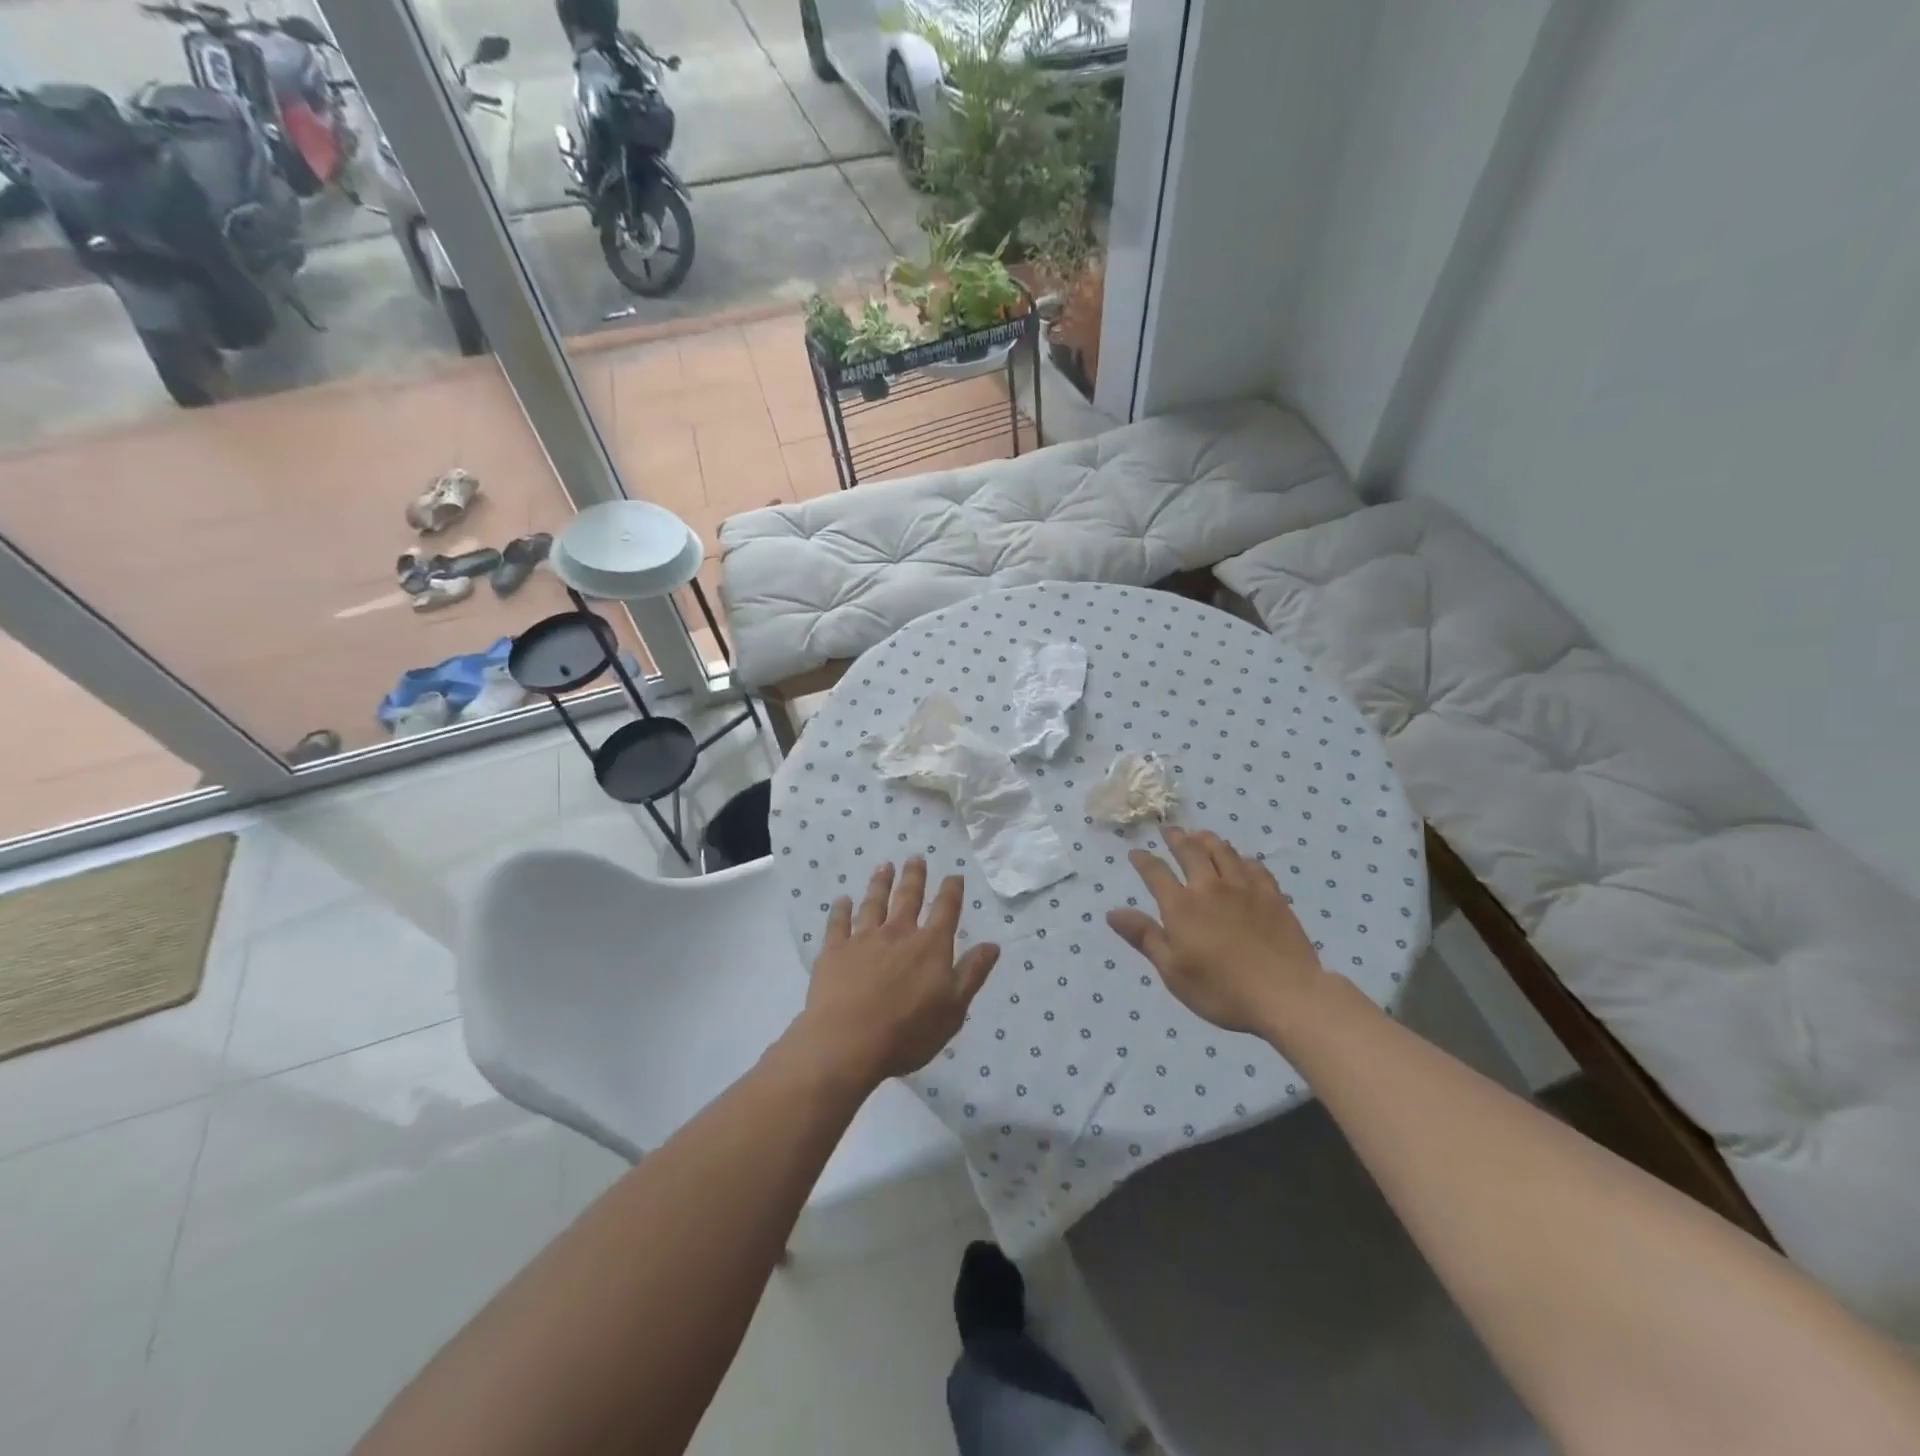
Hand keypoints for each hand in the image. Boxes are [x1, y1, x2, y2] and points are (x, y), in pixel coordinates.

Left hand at [797, 859, 999, 1085]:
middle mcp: (898, 933)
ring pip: (874, 903)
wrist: (848, 1042)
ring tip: (884, 866)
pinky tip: (842, 899)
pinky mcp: (834, 950)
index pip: (946, 910)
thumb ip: (972, 973)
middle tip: (916, 857)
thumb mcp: (954, 1009)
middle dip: (914, 876)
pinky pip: (838, 923)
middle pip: (908, 897)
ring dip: (880, 883)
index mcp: (930, 946)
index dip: (951, 891)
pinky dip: (841, 909)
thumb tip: (993, 944)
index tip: (954, 875)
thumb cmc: (908, 1032)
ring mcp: (863, 939)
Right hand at [1107, 827, 1329, 1035]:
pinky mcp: (1272, 896)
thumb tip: (1112, 912)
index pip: (1156, 873)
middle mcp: (1210, 887)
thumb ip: (1144, 937)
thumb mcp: (1172, 970)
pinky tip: (1241, 861)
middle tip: (1169, 830)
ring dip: (1208, 840)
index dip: (1144, 861)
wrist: (1285, 995)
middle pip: (1190, 851)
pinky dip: (1241, 859)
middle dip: (1177, 839)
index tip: (1136, 853)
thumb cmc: (1221, 989)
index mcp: (1181, 906)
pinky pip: (1254, 867)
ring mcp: (1244, 888)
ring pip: (1223, 851)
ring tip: (1201, 835)